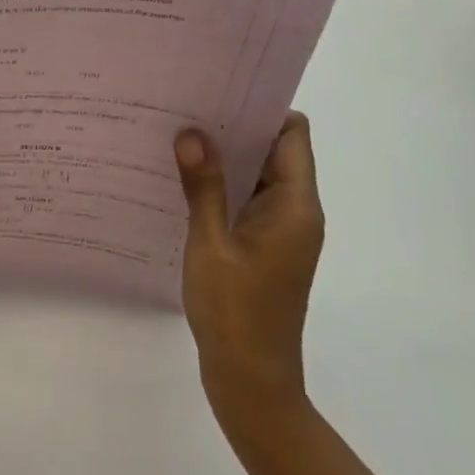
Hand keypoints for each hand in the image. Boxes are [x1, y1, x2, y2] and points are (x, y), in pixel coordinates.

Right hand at [174, 114, 323, 434]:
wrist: (251, 384)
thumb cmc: (235, 312)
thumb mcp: (211, 244)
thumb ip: (203, 187)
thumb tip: (192, 133)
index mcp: (295, 206)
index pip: (292, 135)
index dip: (262, 107)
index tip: (219, 90)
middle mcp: (296, 212)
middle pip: (274, 151)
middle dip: (235, 127)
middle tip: (187, 106)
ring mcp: (281, 233)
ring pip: (257, 177)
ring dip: (225, 159)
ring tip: (178, 136)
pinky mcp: (265, 249)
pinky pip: (247, 203)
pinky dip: (222, 188)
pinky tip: (183, 182)